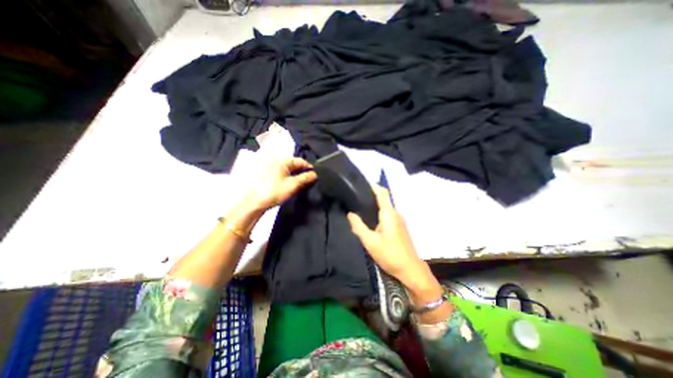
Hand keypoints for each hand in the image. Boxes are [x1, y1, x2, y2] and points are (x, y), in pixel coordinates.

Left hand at [242, 157, 318, 212]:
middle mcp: (276, 161)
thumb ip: (306, 178)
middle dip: (302, 173)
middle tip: (308, 182)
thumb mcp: (293, 185)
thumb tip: (315, 174)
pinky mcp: (266, 174)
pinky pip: (281, 173)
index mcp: (282, 161)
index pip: (301, 161)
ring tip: (300, 185)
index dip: (309, 168)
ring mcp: (270, 167)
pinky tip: (289, 186)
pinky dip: (287, 178)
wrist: (253, 203)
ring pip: (287, 170)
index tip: (315, 177)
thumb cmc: (274, 192)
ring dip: (295, 176)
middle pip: (294, 165)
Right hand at [347, 186, 425, 286]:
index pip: (382, 192)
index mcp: (389, 214)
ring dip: (374, 206)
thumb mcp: (370, 242)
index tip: (361, 184)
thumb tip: (350, 214)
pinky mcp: (400, 227)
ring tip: (360, 208)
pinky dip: (379, 214)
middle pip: (383, 199)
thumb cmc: (390, 254)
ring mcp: (399, 220)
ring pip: (385, 208)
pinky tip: (370, 221)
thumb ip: (359, 226)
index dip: (373, 186)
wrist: (410, 270)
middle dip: (370, 196)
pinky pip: (387, 215)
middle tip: (355, 198)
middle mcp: (395, 213)